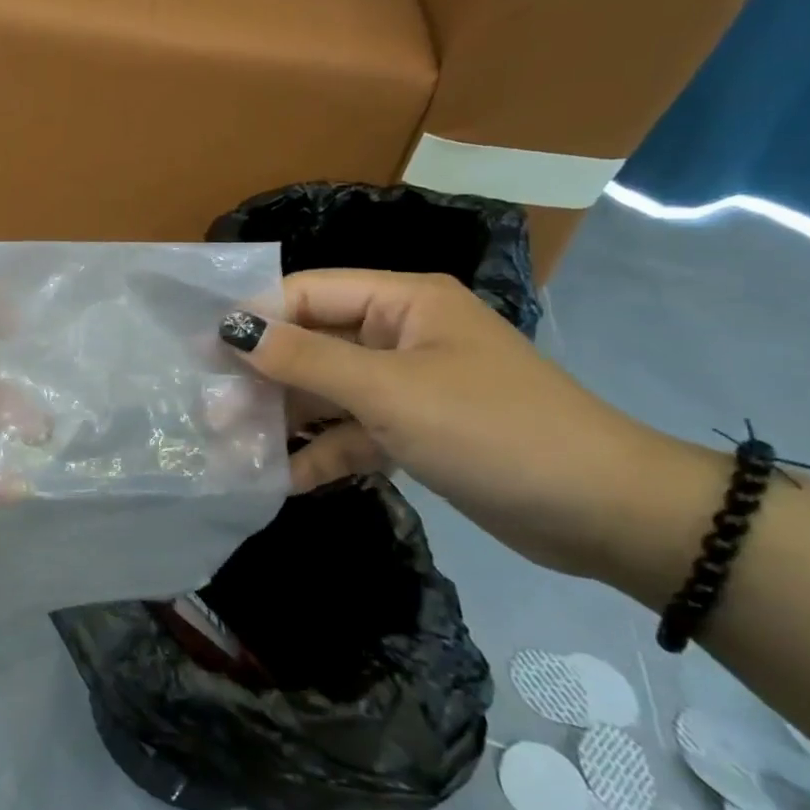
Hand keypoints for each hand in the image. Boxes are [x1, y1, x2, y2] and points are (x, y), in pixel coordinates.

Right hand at [219, 270, 721, 587]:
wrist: (605, 515)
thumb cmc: (492, 430)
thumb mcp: (390, 391)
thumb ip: (305, 360)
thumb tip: (232, 327)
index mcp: (402, 302)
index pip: (309, 294)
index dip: (255, 317)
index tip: (203, 351)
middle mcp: (400, 335)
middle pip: (312, 346)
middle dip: (263, 378)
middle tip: (210, 412)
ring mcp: (407, 386)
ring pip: (328, 393)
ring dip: (285, 419)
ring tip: (231, 448)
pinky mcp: (414, 433)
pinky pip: (353, 433)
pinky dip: (321, 453)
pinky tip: (282, 478)